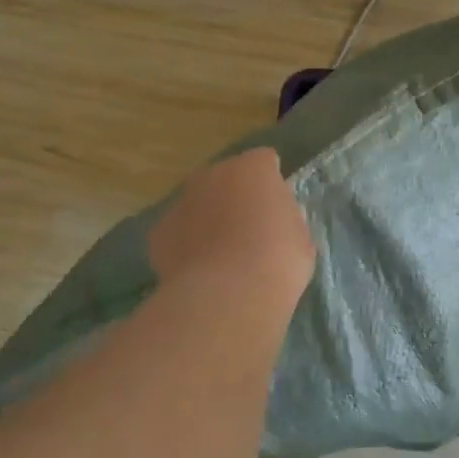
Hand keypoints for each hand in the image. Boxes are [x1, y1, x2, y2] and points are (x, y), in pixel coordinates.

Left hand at [148, 149, 314, 308]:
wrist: (229, 296)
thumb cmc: (278, 261)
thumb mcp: (300, 237)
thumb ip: (284, 219)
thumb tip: (274, 223)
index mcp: (252, 169)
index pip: (264, 161)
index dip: (271, 182)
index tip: (276, 206)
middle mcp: (212, 175)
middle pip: (225, 178)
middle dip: (234, 197)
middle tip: (249, 229)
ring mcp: (181, 202)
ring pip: (197, 204)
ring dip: (208, 220)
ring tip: (222, 255)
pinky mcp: (159, 233)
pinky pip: (178, 233)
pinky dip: (186, 246)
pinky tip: (200, 271)